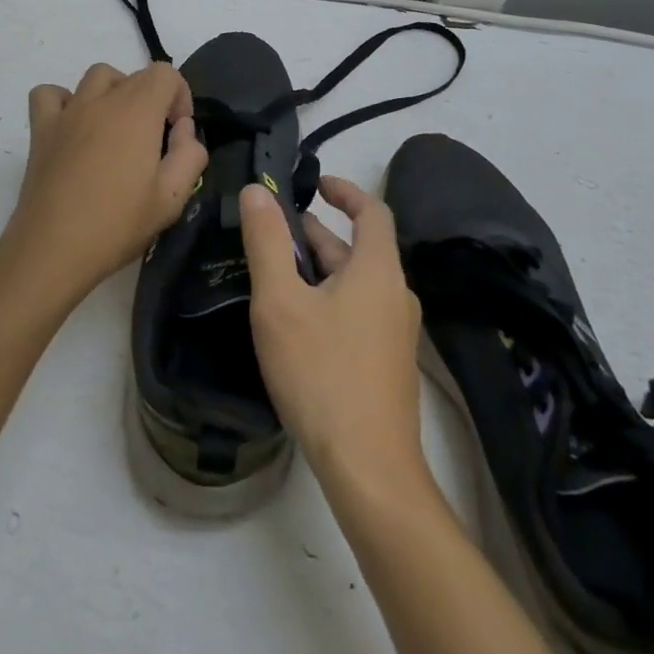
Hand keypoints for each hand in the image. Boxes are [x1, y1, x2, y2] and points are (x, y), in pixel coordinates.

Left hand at [0, 62, 207, 301]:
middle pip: (134, 75)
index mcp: (137, 111)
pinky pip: (50, 95)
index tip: (177, 132)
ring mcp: (67, 112)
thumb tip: (183, 129)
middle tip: (153, 141)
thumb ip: (190, 155)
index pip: (165, 73)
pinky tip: (75, 128)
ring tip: (118, 129)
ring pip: (96, 77)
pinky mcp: (41, 130)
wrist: (53, 249)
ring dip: (115, 92)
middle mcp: (102, 101)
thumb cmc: (117, 224)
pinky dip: (65, 102)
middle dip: (153, 99)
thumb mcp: (172, 198)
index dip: (180, 96)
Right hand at [240, 176, 429, 493]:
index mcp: (378, 270)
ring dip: (323, 268)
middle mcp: (396, 294)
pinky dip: (332, 297)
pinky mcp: (389, 364)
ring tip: (280, 272)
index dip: (345, 190)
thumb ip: (267, 243)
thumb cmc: (322, 374)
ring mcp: (397, 333)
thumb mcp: (281, 303)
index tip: (316, 183)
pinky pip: (360, 311)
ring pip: (358, 283)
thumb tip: (256, 191)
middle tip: (277, 231)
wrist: (370, 469)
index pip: (372, 211)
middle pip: (361, 249)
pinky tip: (299, 323)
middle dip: (320, 234)